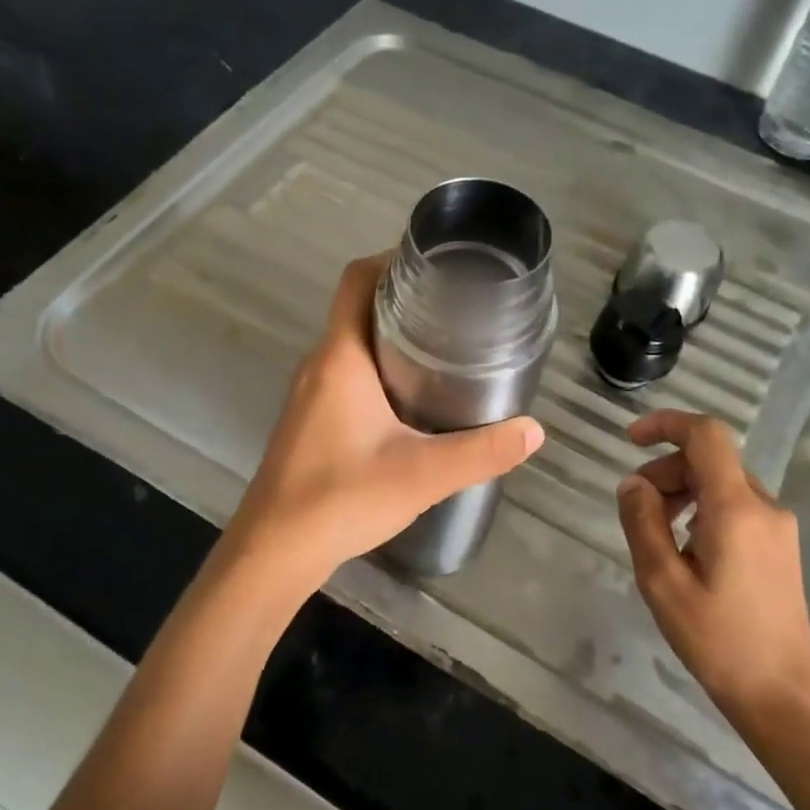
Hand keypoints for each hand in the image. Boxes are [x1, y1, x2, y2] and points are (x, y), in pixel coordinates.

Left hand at [225, 255, 544, 590]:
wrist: (275, 550)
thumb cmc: (341, 499)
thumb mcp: (422, 475)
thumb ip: (481, 452)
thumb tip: (533, 431)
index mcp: (340, 358)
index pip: (357, 280)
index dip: (392, 260)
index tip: (438, 265)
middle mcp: (319, 365)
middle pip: (358, 309)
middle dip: (405, 300)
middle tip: (458, 309)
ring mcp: (310, 394)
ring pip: (353, 345)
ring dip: (393, 337)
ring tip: (446, 348)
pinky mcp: (310, 421)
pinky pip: (346, 375)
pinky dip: (379, 370)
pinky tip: (413, 400)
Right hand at [615, 409, 809, 730]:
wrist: (780, 692)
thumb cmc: (716, 640)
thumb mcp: (662, 583)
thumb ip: (642, 523)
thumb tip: (632, 483)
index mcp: (736, 509)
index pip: (706, 436)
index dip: (666, 424)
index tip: (630, 439)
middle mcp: (765, 506)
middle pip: (710, 460)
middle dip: (665, 470)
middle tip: (636, 509)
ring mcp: (778, 525)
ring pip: (722, 482)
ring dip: (682, 491)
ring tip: (658, 535)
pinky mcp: (780, 544)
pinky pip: (736, 505)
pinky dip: (703, 508)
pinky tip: (686, 548)